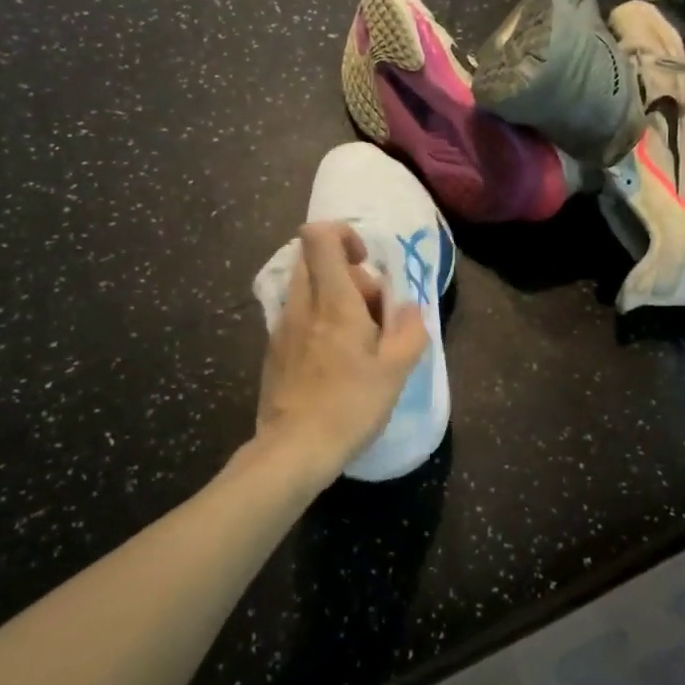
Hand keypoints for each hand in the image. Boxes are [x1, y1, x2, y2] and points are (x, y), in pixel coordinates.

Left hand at [256, 222, 429, 479]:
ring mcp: (282, 326)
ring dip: (333, 296)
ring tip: (356, 337)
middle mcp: (302, 305)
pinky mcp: (273, 349)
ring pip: (306, 287)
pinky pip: (298, 314)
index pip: (319, 236)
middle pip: (313, 258)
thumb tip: (411, 307)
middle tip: (370, 308)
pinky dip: (318, 320)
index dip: (344, 234)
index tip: (366, 261)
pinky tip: (335, 358)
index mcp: (333, 302)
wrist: (294, 450)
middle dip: (347, 271)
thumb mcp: (395, 371)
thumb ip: (409, 331)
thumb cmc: (350, 406)